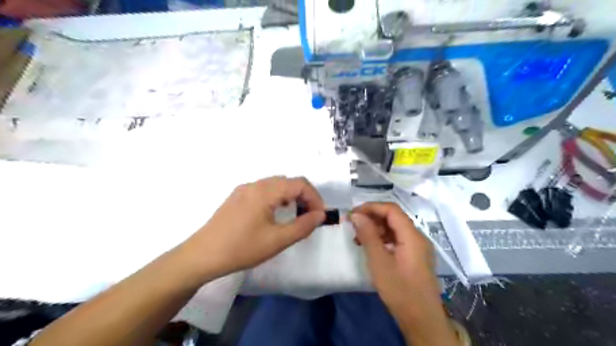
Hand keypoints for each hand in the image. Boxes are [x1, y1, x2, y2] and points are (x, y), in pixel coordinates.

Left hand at [182, 177, 326, 279]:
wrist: (202, 256)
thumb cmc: (242, 248)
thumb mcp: (277, 240)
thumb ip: (303, 226)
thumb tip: (320, 215)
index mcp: (265, 191)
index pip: (299, 183)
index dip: (314, 197)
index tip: (319, 215)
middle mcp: (255, 184)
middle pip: (287, 181)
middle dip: (304, 196)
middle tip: (309, 215)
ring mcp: (243, 190)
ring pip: (275, 185)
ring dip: (290, 196)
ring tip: (295, 214)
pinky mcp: (237, 197)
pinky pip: (263, 190)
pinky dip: (276, 198)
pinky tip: (274, 214)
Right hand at [351, 202, 437, 305]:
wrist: (422, 320)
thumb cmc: (399, 291)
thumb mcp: (379, 262)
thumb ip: (368, 235)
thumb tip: (356, 215)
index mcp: (412, 236)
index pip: (391, 209)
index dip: (371, 207)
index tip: (353, 213)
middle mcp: (418, 237)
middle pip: (394, 217)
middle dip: (372, 217)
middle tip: (353, 224)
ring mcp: (418, 247)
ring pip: (395, 228)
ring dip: (376, 228)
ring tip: (359, 238)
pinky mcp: (415, 256)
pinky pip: (398, 239)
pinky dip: (383, 239)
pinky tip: (371, 247)